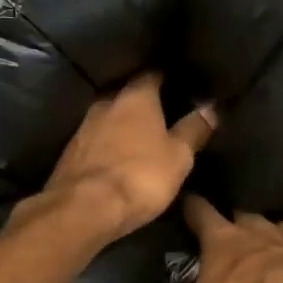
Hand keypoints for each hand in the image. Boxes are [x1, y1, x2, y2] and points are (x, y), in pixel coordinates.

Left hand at [11, 73, 216, 242]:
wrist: (84, 208)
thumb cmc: (140, 176)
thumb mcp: (179, 156)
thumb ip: (194, 129)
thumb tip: (211, 107)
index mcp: (135, 97)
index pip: (153, 74)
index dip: (167, 77)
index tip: (179, 83)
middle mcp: (106, 103)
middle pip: (127, 94)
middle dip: (143, 102)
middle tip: (163, 114)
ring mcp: (83, 127)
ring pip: (109, 117)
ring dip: (123, 125)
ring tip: (141, 138)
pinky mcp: (70, 152)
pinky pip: (95, 140)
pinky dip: (108, 144)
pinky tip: (117, 157)